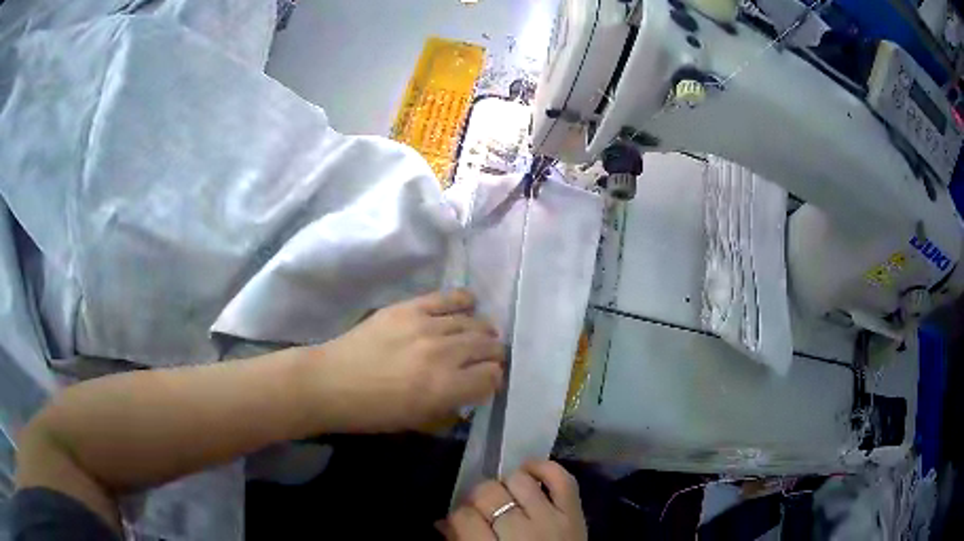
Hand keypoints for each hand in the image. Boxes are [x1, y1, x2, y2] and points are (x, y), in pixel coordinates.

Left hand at [308, 289, 504, 431]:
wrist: (331, 382)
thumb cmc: (373, 412)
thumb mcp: (418, 422)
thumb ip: (452, 408)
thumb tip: (472, 394)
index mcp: (445, 388)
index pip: (491, 377)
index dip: (494, 380)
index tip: (488, 381)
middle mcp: (443, 354)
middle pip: (487, 347)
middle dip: (494, 354)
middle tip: (489, 358)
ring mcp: (426, 326)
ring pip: (473, 322)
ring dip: (483, 331)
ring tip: (482, 334)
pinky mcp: (409, 307)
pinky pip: (447, 298)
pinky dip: (463, 300)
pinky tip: (469, 304)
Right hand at [441, 461, 586, 540]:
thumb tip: (443, 521)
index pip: (464, 517)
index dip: (458, 515)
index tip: (462, 519)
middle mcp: (521, 533)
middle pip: (488, 493)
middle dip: (479, 498)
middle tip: (483, 509)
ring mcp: (551, 520)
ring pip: (519, 480)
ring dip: (507, 485)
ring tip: (507, 498)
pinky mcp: (575, 513)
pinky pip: (562, 478)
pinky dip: (544, 468)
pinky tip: (529, 472)